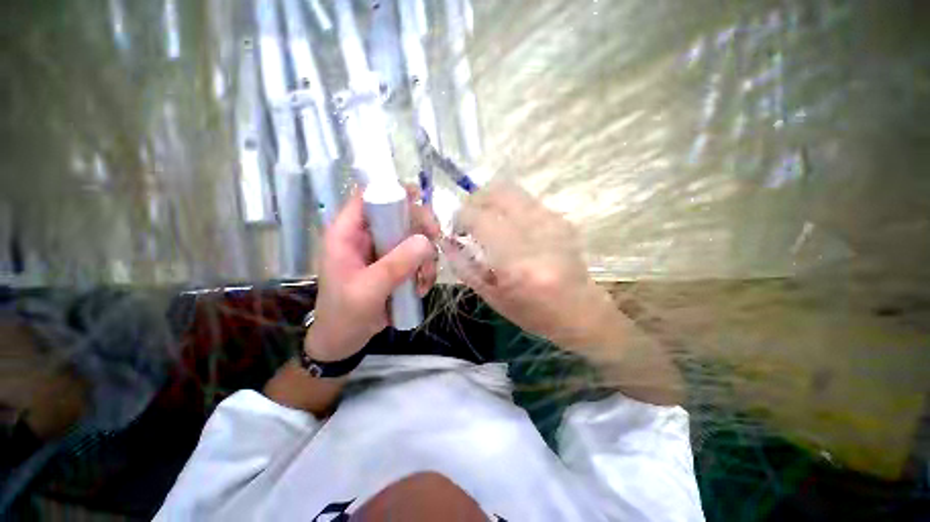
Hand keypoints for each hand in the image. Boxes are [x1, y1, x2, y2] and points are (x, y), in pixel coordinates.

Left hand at [307, 186, 439, 361]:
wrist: (345, 341)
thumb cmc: (345, 315)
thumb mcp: (368, 290)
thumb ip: (396, 265)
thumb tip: (426, 241)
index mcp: (347, 234)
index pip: (366, 197)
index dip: (391, 191)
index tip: (419, 198)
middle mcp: (366, 237)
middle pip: (398, 214)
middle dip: (420, 227)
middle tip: (436, 239)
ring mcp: (382, 251)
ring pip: (413, 237)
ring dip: (426, 256)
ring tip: (424, 280)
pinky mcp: (394, 265)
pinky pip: (417, 257)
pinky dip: (425, 270)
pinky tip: (421, 288)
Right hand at [443, 182, 622, 348]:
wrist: (581, 312)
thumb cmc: (534, 313)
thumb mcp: (492, 298)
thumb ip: (464, 267)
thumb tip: (446, 241)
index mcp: (516, 263)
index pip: (480, 219)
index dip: (461, 217)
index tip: (457, 229)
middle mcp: (537, 235)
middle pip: (497, 193)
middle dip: (475, 200)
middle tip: (469, 219)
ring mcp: (553, 222)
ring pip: (512, 191)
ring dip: (491, 201)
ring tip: (487, 221)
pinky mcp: (561, 219)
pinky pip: (525, 200)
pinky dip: (508, 207)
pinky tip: (508, 226)